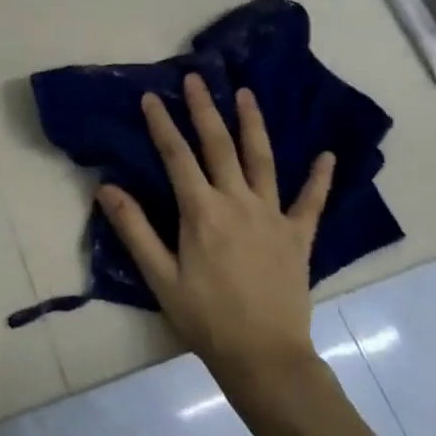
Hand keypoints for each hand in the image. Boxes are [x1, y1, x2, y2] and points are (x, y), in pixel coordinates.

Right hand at [97, 75, 333, 393]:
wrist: (264, 357)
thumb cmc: (205, 318)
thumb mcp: (160, 276)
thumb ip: (134, 229)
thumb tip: (106, 187)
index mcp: (201, 212)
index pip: (177, 156)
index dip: (162, 124)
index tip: (151, 97)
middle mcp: (237, 202)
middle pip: (219, 146)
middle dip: (205, 109)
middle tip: (197, 78)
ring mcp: (272, 216)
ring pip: (262, 160)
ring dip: (253, 124)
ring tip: (247, 94)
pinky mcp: (298, 236)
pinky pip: (311, 202)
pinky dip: (320, 178)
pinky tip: (328, 155)